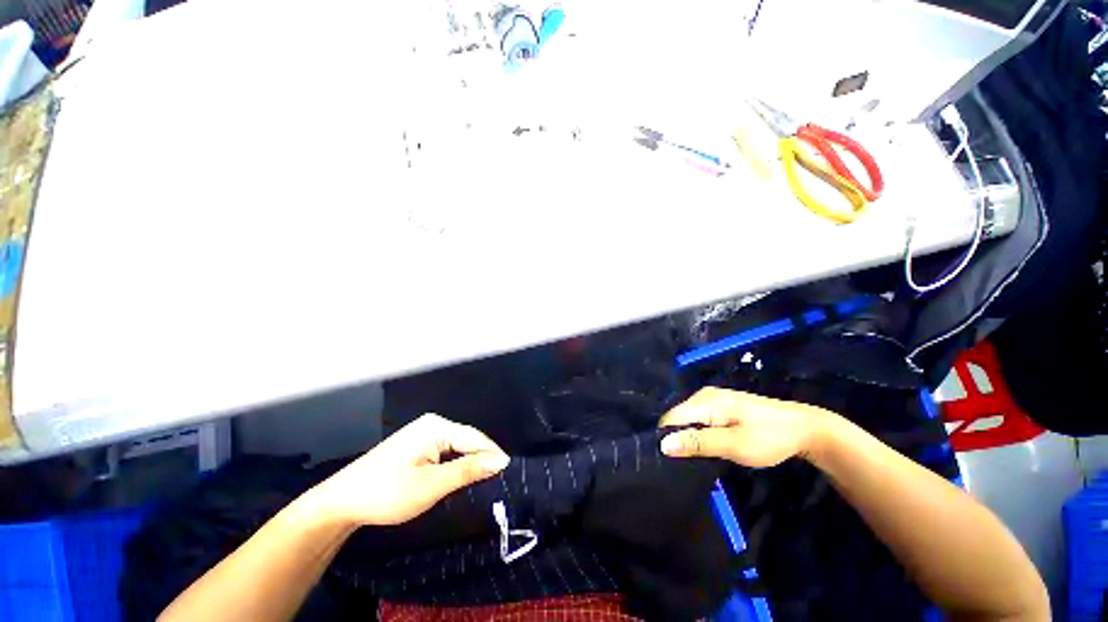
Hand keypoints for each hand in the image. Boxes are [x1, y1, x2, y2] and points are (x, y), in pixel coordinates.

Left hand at [308, 413, 509, 526]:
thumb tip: (501, 461)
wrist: (341, 502)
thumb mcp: (431, 485)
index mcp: (436, 427)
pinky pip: (445, 452)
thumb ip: (468, 470)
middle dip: (482, 459)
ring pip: (457, 447)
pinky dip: (455, 465)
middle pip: (467, 441)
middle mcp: (432, 424)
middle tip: (498, 482)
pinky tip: (461, 476)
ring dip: (469, 463)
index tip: (510, 473)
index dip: (493, 455)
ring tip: (485, 481)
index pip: (475, 438)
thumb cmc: (387, 493)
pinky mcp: (417, 446)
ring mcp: (423, 434)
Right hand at [659, 387, 829, 466]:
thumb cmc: (770, 438)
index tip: (675, 462)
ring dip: (691, 438)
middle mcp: (703, 395)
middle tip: (692, 463)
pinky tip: (711, 446)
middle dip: (680, 438)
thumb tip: (663, 444)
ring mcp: (712, 399)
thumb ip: (698, 443)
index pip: (670, 418)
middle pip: (677, 417)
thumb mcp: (734, 445)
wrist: (805, 428)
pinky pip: (699, 419)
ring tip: (701, 457)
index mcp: (704, 400)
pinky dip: (701, 434)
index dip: (669, 439)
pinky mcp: (719, 405)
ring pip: (688, 419)